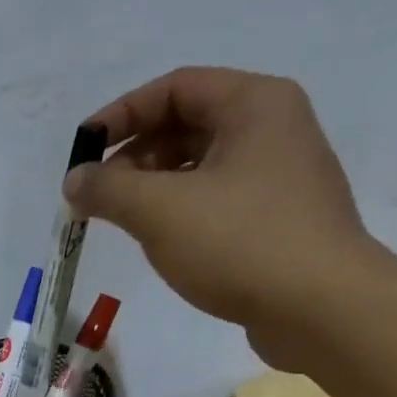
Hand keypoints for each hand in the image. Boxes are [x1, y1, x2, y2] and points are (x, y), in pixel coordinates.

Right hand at [63, 67, 388, 365]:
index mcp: (255, 105)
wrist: (321, 308)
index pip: (175, 88)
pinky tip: (159, 242)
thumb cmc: (241, 244)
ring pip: (201, 167)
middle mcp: (273, 129)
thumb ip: (109, 189)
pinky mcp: (277, 220)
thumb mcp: (161, 211)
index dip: (122, 113)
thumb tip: (75, 181)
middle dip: (134, 156)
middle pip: (188, 125)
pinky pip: (216, 200)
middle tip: (97, 195)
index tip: (83, 150)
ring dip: (153, 187)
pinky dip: (179, 211)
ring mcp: (279, 176)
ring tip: (121, 221)